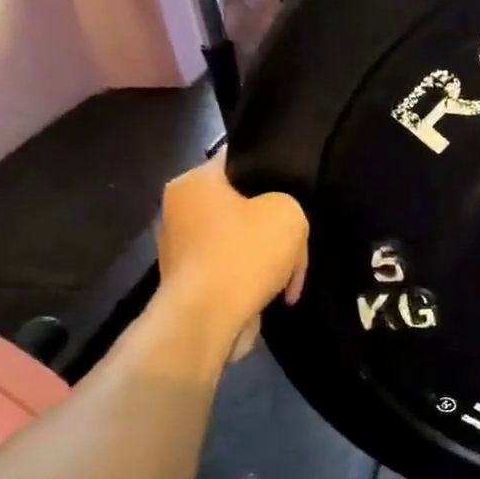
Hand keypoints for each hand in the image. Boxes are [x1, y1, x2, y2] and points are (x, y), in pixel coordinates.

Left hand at [156, 155, 307, 347]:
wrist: (208, 318)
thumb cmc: (243, 254)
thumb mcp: (288, 214)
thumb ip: (289, 202)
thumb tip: (277, 215)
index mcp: (193, 183)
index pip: (238, 160)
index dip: (272, 168)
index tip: (297, 185)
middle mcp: (180, 211)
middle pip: (243, 205)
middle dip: (274, 225)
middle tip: (299, 240)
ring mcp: (183, 248)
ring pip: (242, 241)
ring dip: (269, 257)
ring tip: (292, 277)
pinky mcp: (193, 281)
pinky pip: (234, 269)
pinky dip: (256, 278)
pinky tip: (278, 294)